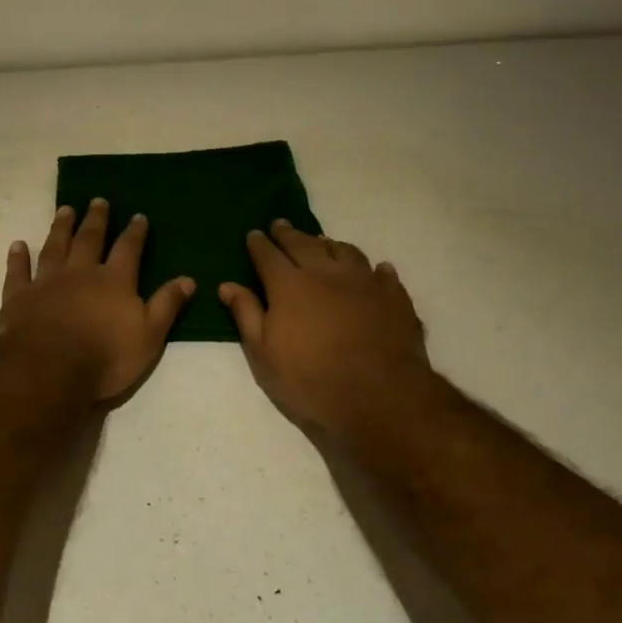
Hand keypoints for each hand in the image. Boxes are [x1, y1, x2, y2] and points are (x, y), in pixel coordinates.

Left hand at [0, 200, 195, 401]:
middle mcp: (80, 273)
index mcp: (114, 281)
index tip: (138, 216)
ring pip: (54, 247)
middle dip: (96, 219)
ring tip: (65, 210)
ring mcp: (46, 282)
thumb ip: (166, 305)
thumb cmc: (106, 357)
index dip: (135, 233)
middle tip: (98, 200)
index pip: (128, 249)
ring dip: (60, 227)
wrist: (49, 370)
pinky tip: (18, 245)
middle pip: (89, 239)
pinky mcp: (18, 297)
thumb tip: (188, 279)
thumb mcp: (149, 336)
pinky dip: (18, 257)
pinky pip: (18, 272)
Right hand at [220, 221, 432, 436]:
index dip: (258, 244)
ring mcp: (364, 282)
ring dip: (329, 244)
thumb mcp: (264, 355)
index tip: (253, 234)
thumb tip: (227, 285)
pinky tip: (376, 269)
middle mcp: (326, 273)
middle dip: (289, 234)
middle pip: (304, 245)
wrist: (379, 398)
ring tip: (321, 241)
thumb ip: (246, 315)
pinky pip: (383, 274)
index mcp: (290, 285)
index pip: (268, 255)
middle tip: (281, 224)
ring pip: (344, 251)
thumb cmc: (310, 380)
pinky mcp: (394, 297)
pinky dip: (375, 269)